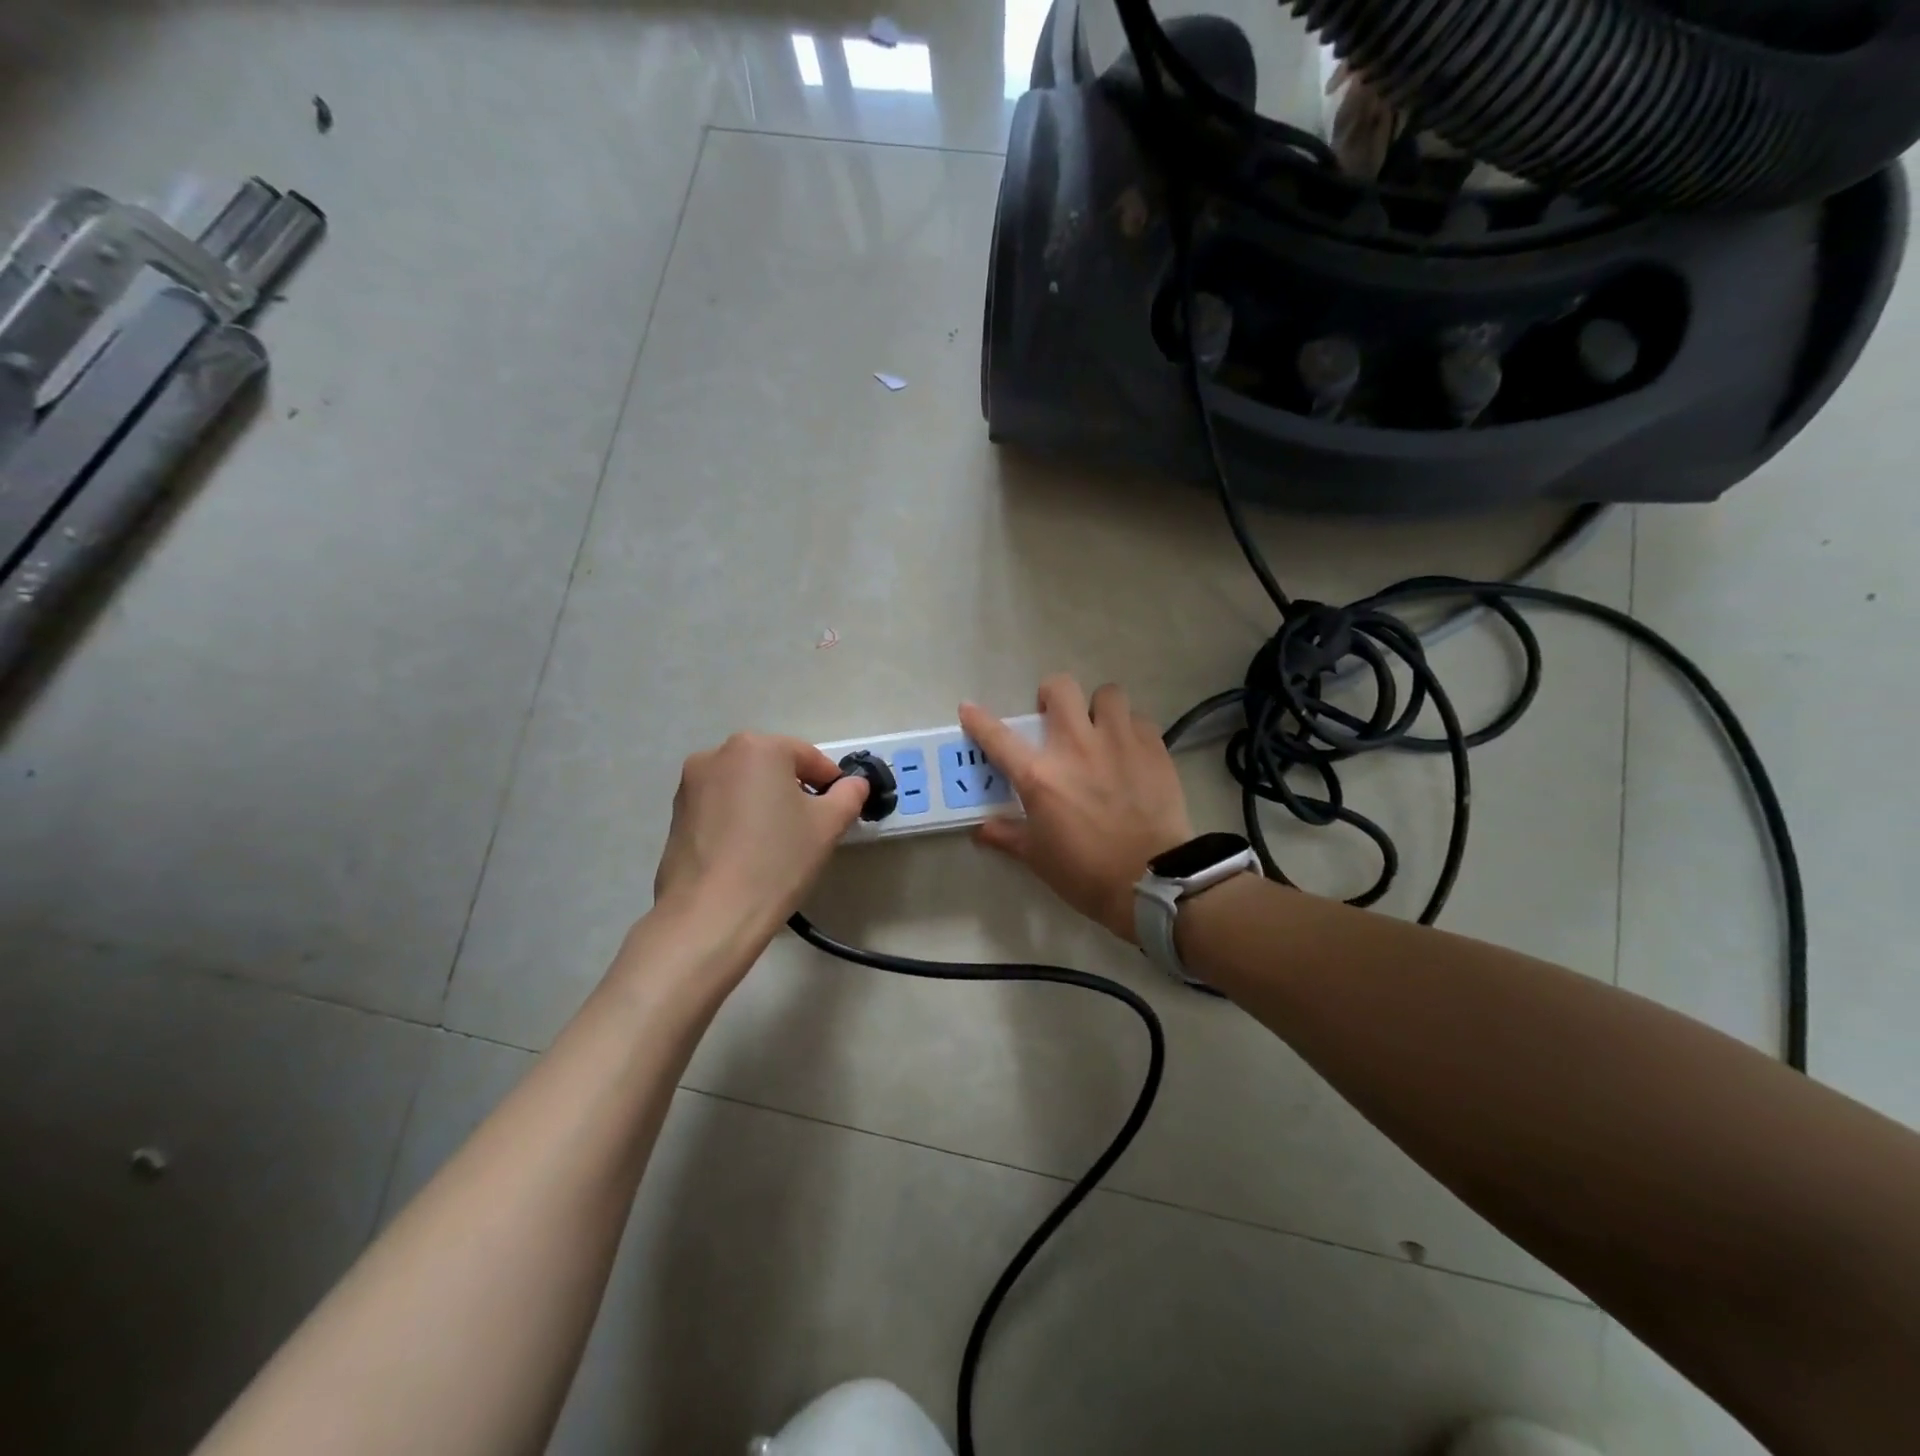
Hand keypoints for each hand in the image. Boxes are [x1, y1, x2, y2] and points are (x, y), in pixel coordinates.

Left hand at [653, 733, 868, 944]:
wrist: (710, 915)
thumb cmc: (776, 860)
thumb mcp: (828, 825)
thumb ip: (849, 795)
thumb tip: (853, 784)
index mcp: (756, 747)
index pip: (808, 757)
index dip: (831, 783)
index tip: (840, 810)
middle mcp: (717, 755)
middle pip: (772, 767)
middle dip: (795, 791)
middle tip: (811, 828)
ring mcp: (689, 785)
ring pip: (744, 786)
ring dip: (764, 804)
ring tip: (777, 844)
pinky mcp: (675, 816)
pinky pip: (720, 807)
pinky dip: (738, 820)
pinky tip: (747, 854)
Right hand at [961, 676, 1194, 941]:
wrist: (1151, 882)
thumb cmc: (1085, 873)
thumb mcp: (1037, 857)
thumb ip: (1007, 835)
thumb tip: (981, 830)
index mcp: (1039, 775)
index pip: (998, 737)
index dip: (978, 720)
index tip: (969, 709)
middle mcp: (1076, 746)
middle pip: (1060, 688)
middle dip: (1052, 696)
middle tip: (1055, 718)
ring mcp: (1118, 742)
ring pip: (1107, 694)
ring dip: (1098, 708)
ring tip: (1100, 730)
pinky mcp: (1153, 748)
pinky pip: (1139, 720)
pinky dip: (1131, 729)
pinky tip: (1131, 751)